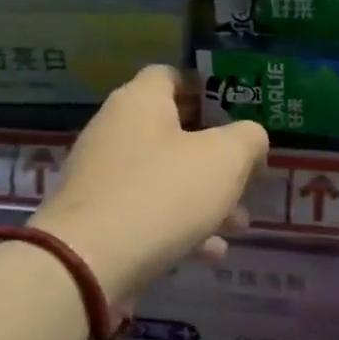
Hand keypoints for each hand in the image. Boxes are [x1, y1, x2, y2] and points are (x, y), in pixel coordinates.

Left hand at [31, 66, 267, 306]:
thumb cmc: (164, 194)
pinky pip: (148, 213)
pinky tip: (210, 252)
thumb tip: (250, 140)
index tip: (237, 112)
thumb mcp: (227, 159)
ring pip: (165, 178)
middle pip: (174, 131)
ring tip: (238, 224)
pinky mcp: (98, 220)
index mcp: (139, 102)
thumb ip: (249, 139)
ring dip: (205, 198)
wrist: (89, 264)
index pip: (172, 75)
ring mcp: (101, 178)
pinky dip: (181, 227)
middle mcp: (114, 132)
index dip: (207, 88)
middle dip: (216, 156)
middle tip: (247, 174)